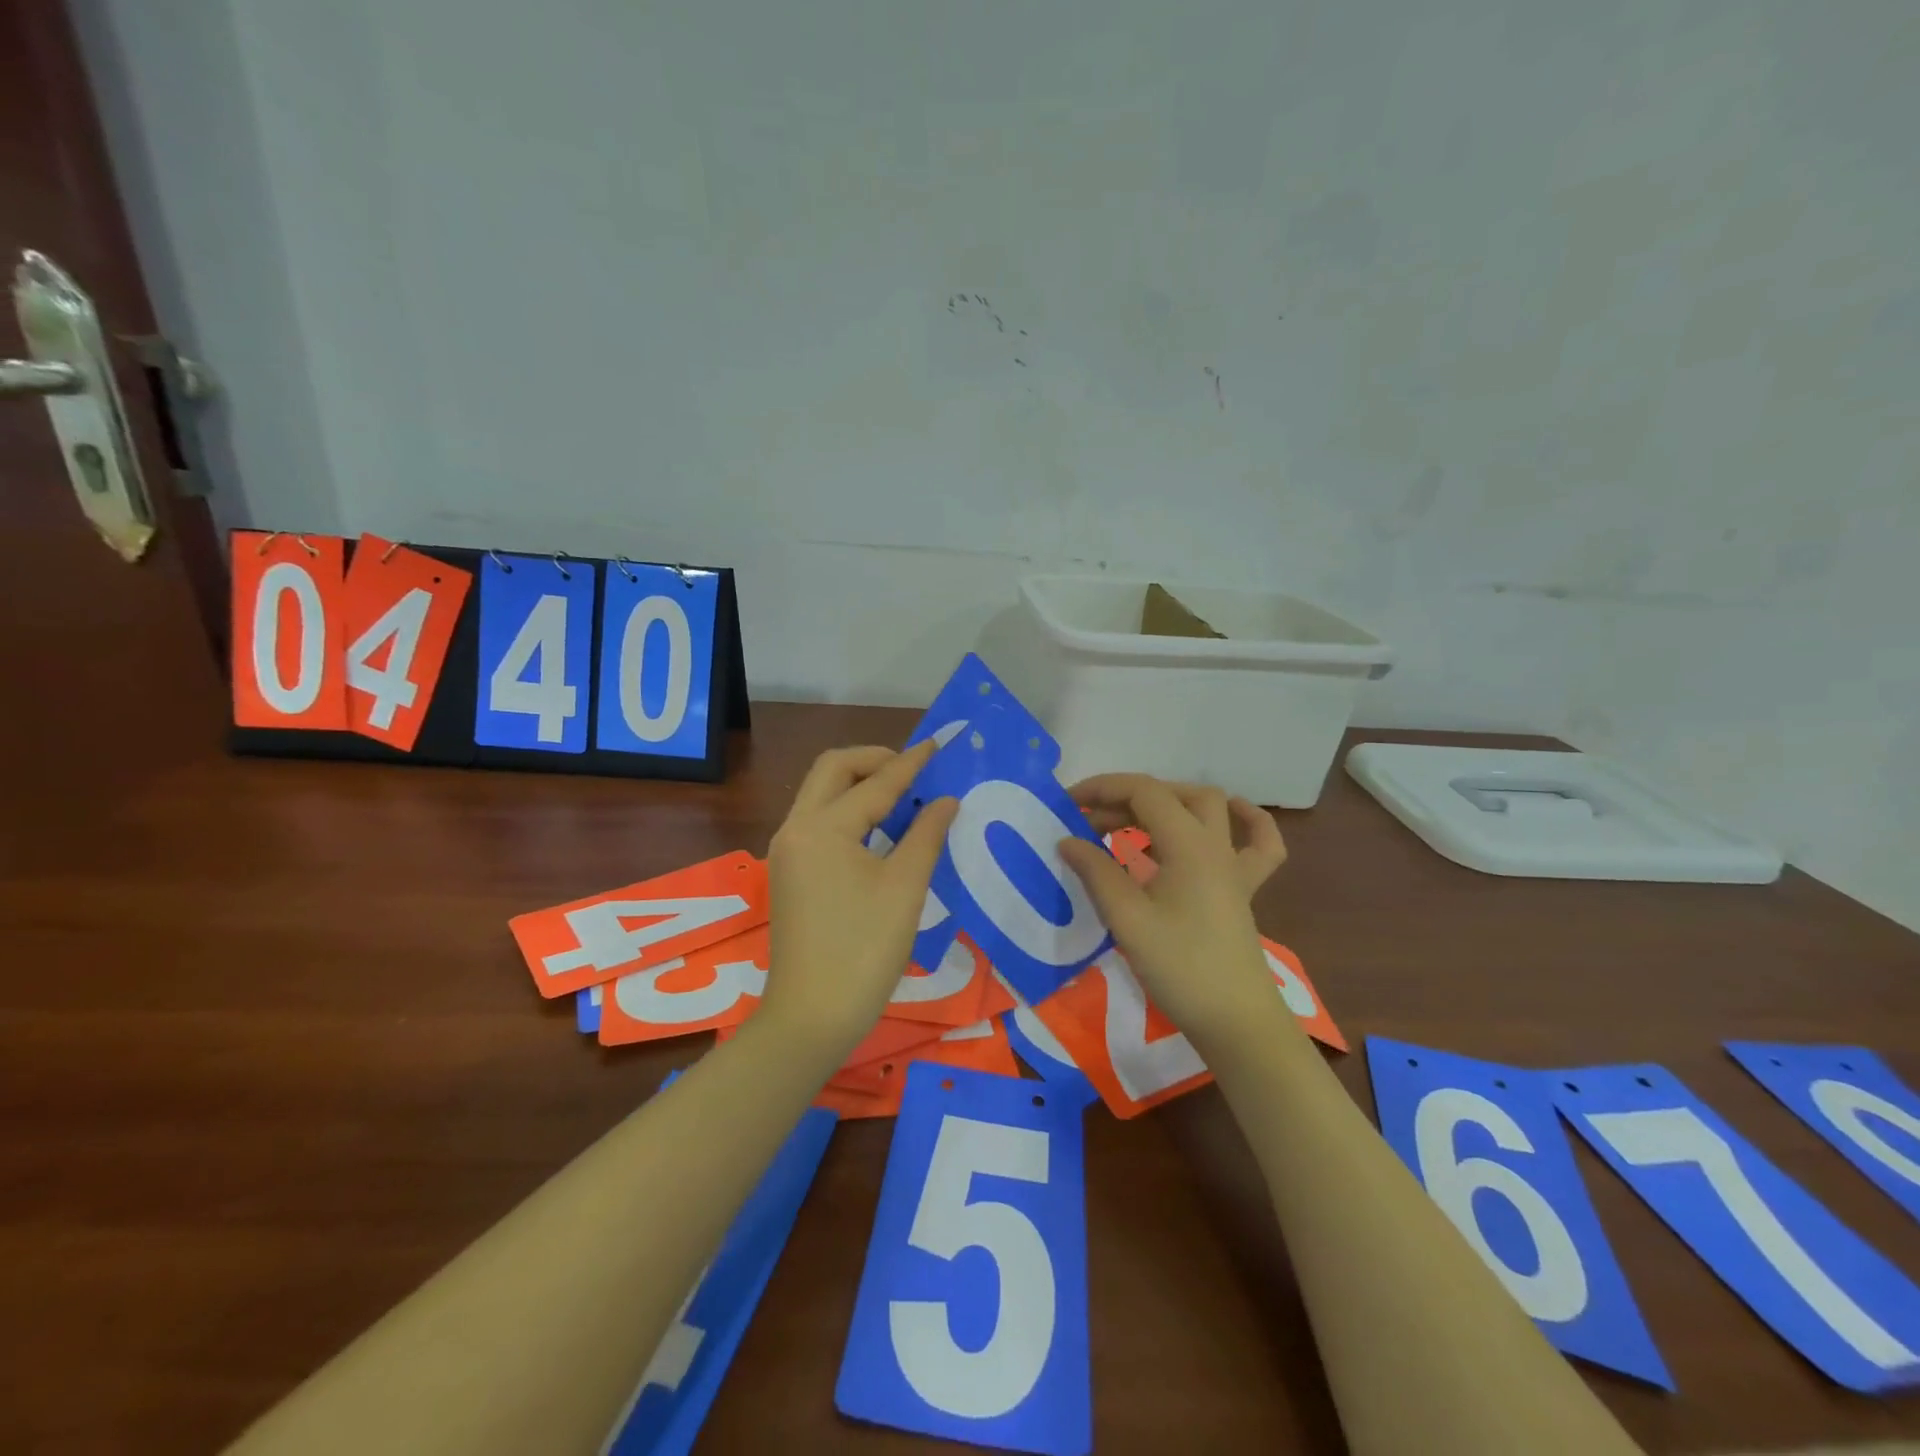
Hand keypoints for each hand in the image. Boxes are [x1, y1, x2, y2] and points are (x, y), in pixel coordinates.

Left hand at [759, 741, 958, 1064]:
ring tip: (903, 792)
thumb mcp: (905, 888)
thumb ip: (927, 834)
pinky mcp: (790, 873)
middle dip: (873, 760)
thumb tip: (946, 800)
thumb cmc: (864, 950)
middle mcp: (796, 829)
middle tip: (913, 768)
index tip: (937, 745)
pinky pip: (819, 822)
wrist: (811, 1016)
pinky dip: (849, 810)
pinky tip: (880, 826)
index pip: (874, 784)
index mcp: (821, 828)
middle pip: (832, 771)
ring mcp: (787, 852)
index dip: (910, 764)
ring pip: (821, 795)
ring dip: (859, 784)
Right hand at [1058, 775, 1289, 1045]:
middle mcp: (1216, 844)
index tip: (1067, 804)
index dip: (1103, 788)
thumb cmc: (1179, 967)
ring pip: (1209, 809)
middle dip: (1126, 798)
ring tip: (1130, 823)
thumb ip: (1096, 872)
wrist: (1235, 1021)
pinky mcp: (1243, 890)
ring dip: (1168, 803)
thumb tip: (1067, 841)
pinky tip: (1230, 816)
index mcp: (1189, 844)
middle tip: (1089, 823)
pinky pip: (1257, 843)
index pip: (1144, 792)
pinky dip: (1245, 821)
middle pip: (1173, 795)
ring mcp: (1235, 866)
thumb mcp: (1127, 919)